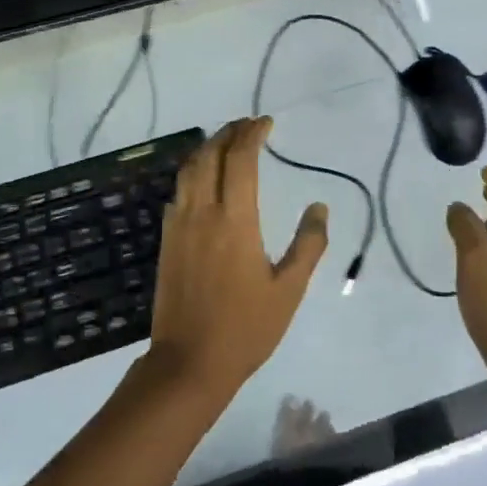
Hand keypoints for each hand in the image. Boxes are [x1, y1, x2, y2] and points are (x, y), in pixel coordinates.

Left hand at [148, 118, 329, 398]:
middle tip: (248, 124)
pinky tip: (204, 181)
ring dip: (208, 148)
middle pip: (210, 155)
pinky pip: (178, 192)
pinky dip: (193, 173)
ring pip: (188, 170)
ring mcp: (179, 225)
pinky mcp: (167, 240)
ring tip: (227, 141)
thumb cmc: (246, 328)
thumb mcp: (289, 290)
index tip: (266, 122)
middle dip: (229, 132)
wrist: (189, 362)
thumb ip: (308, 245)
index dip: (252, 134)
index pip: (240, 159)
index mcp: (235, 220)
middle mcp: (202, 213)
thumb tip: (319, 207)